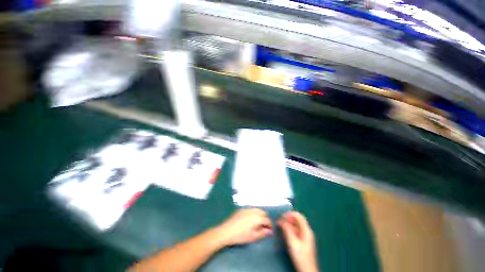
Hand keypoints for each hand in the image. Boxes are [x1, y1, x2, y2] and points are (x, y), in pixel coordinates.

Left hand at [217, 208, 272, 245]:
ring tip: (258, 223)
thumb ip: (263, 233)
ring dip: (260, 215)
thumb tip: (270, 231)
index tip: (270, 231)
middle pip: (263, 212)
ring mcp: (246, 209)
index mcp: (256, 217)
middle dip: (265, 219)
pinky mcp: (241, 209)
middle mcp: (253, 210)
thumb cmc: (240, 236)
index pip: (267, 220)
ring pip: (257, 209)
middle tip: (264, 227)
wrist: (226, 231)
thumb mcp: (253, 237)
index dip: (270, 225)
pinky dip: (254, 213)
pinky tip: (251, 220)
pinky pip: (251, 209)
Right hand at [278, 211, 317, 271]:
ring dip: (288, 223)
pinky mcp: (302, 241)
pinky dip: (289, 229)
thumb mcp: (292, 242)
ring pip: (296, 225)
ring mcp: (305, 236)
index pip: (298, 215)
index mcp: (306, 230)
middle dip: (288, 218)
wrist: (307, 270)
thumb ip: (287, 229)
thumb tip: (281, 220)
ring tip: (280, 225)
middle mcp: (306, 231)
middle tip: (279, 221)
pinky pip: (295, 230)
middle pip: (297, 219)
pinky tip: (284, 232)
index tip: (281, 216)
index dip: (290, 214)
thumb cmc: (300, 256)